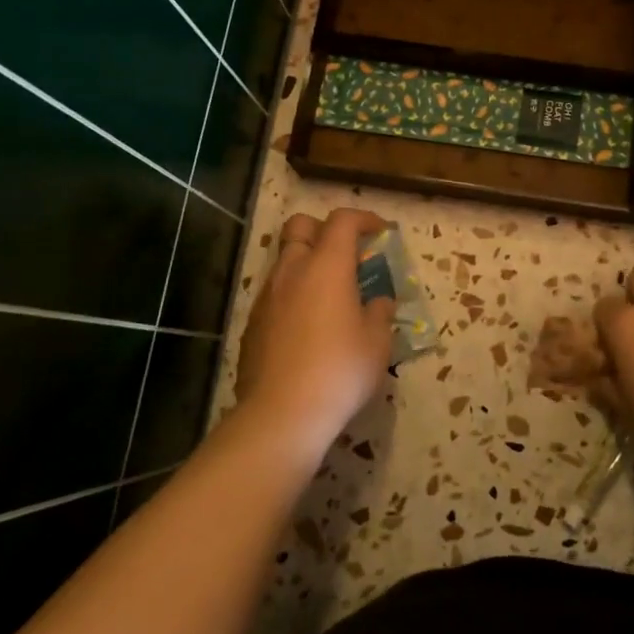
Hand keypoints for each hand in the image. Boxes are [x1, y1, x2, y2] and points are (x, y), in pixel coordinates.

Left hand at [235, 208, 395, 452]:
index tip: (380, 233)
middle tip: (345, 255)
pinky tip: (307, 327)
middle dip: (323, 230)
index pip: (343, 221)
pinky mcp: (252, 323)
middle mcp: (292, 271)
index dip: (364, 219)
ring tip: (329, 295)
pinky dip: (293, 295)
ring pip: (284, 260)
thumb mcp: (377, 343)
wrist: (281, 414)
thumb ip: (380, 313)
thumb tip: (378, 302)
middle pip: (300, 226)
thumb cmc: (339, 371)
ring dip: (307, 264)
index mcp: (327, 266)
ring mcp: (267, 296)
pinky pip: (274, 293)